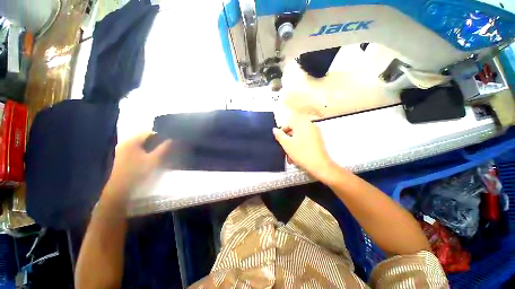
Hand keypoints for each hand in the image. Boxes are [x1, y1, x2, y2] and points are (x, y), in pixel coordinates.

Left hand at [104, 132, 171, 198]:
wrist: (119, 190)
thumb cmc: (137, 172)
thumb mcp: (154, 160)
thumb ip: (163, 148)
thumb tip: (171, 139)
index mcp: (132, 141)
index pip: (149, 132)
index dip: (160, 135)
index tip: (169, 141)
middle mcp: (125, 143)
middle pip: (144, 138)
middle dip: (156, 142)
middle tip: (166, 148)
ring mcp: (122, 150)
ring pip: (141, 144)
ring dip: (151, 147)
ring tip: (160, 153)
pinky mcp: (122, 157)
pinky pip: (136, 150)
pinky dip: (144, 152)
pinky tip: (150, 158)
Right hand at [273, 117, 334, 178]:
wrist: (319, 165)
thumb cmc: (301, 153)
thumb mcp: (286, 144)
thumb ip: (279, 135)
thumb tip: (275, 130)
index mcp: (302, 123)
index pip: (288, 123)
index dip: (282, 131)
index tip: (280, 140)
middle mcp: (309, 125)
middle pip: (294, 130)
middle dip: (288, 140)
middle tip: (284, 149)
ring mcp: (315, 132)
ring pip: (299, 137)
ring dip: (293, 144)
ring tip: (289, 155)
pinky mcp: (318, 140)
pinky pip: (305, 140)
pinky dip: (300, 146)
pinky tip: (296, 156)